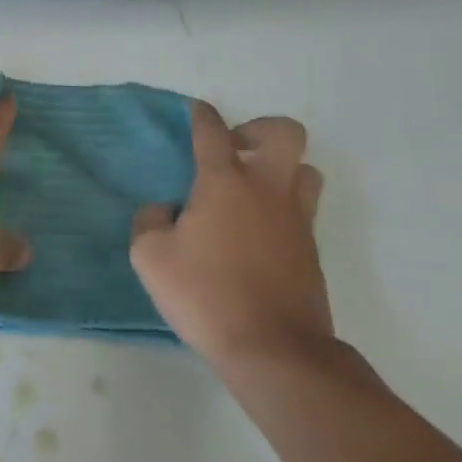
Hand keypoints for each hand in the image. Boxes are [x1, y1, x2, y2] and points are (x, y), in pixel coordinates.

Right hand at [130, 102, 332, 379]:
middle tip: (235, 150)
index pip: (212, 132)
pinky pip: (303, 210)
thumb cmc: (206, 295)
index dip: (203, 116)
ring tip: (252, 189)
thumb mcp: (150, 257)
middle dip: (259, 130)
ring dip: (281, 169)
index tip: (198, 110)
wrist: (275, 351)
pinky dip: (283, 208)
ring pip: (306, 170)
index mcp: (224, 183)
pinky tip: (257, 231)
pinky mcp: (312, 251)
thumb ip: (150, 221)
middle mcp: (266, 190)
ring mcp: (296, 220)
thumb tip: (165, 210)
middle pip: (284, 133)